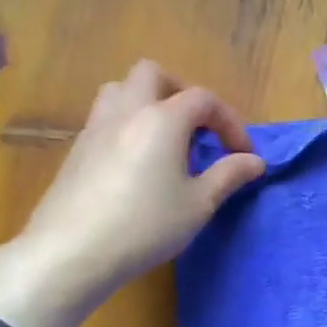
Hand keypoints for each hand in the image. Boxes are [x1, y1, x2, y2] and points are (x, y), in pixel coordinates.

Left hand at [0, 60, 264, 326]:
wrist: (71, 252)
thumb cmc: (146, 224)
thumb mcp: (200, 204)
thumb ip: (229, 175)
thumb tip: (254, 161)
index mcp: (162, 119)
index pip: (203, 99)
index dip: (229, 121)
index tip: (242, 154)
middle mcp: (127, 112)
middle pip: (152, 74)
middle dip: (182, 92)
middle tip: (199, 127)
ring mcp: (95, 129)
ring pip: (120, 90)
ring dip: (148, 102)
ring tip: (167, 138)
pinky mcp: (76, 151)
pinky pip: (105, 118)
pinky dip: (128, 125)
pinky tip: (138, 163)